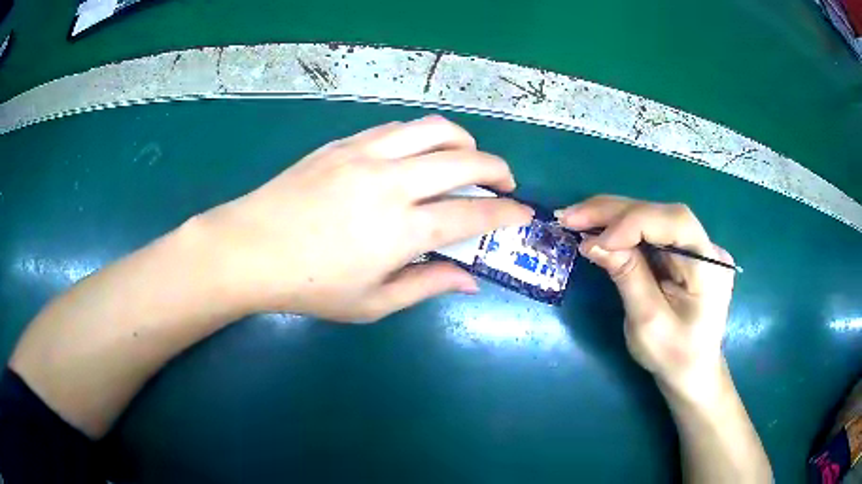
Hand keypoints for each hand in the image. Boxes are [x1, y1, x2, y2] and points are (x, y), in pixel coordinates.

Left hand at [196, 116, 532, 321]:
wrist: (249, 248)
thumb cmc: (309, 286)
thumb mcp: (372, 303)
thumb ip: (426, 286)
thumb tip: (470, 281)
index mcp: (401, 229)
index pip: (473, 215)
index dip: (506, 214)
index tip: (524, 213)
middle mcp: (391, 182)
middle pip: (464, 161)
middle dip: (497, 169)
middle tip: (505, 183)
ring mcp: (365, 155)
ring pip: (433, 129)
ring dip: (464, 142)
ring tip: (469, 159)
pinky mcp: (344, 143)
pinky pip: (397, 128)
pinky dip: (423, 136)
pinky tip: (420, 152)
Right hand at [556, 196, 734, 399]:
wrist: (692, 371)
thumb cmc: (672, 356)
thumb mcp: (647, 322)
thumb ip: (627, 276)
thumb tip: (592, 241)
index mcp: (709, 267)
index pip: (676, 222)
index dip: (634, 223)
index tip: (595, 239)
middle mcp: (708, 247)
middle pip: (660, 214)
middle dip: (613, 213)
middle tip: (570, 216)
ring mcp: (698, 246)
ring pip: (653, 217)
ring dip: (612, 217)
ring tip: (576, 219)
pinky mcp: (685, 251)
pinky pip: (652, 231)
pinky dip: (622, 229)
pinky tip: (599, 229)